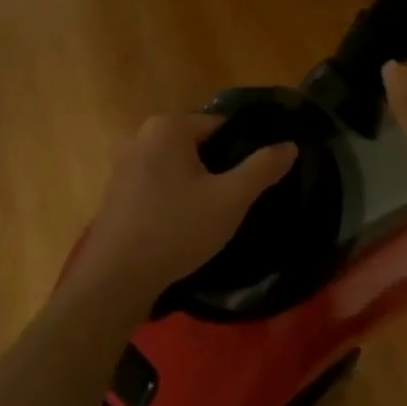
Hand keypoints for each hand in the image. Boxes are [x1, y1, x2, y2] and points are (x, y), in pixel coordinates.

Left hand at [66, 113, 296, 318]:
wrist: (116, 279)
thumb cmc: (177, 230)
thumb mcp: (230, 199)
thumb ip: (263, 169)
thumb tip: (290, 146)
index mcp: (168, 127)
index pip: (221, 126)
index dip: (243, 150)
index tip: (256, 179)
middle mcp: (141, 136)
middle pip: (198, 145)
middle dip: (220, 169)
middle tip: (237, 201)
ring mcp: (124, 164)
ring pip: (178, 167)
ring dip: (197, 185)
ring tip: (215, 216)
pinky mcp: (117, 192)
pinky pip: (158, 184)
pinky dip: (175, 198)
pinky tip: (185, 226)